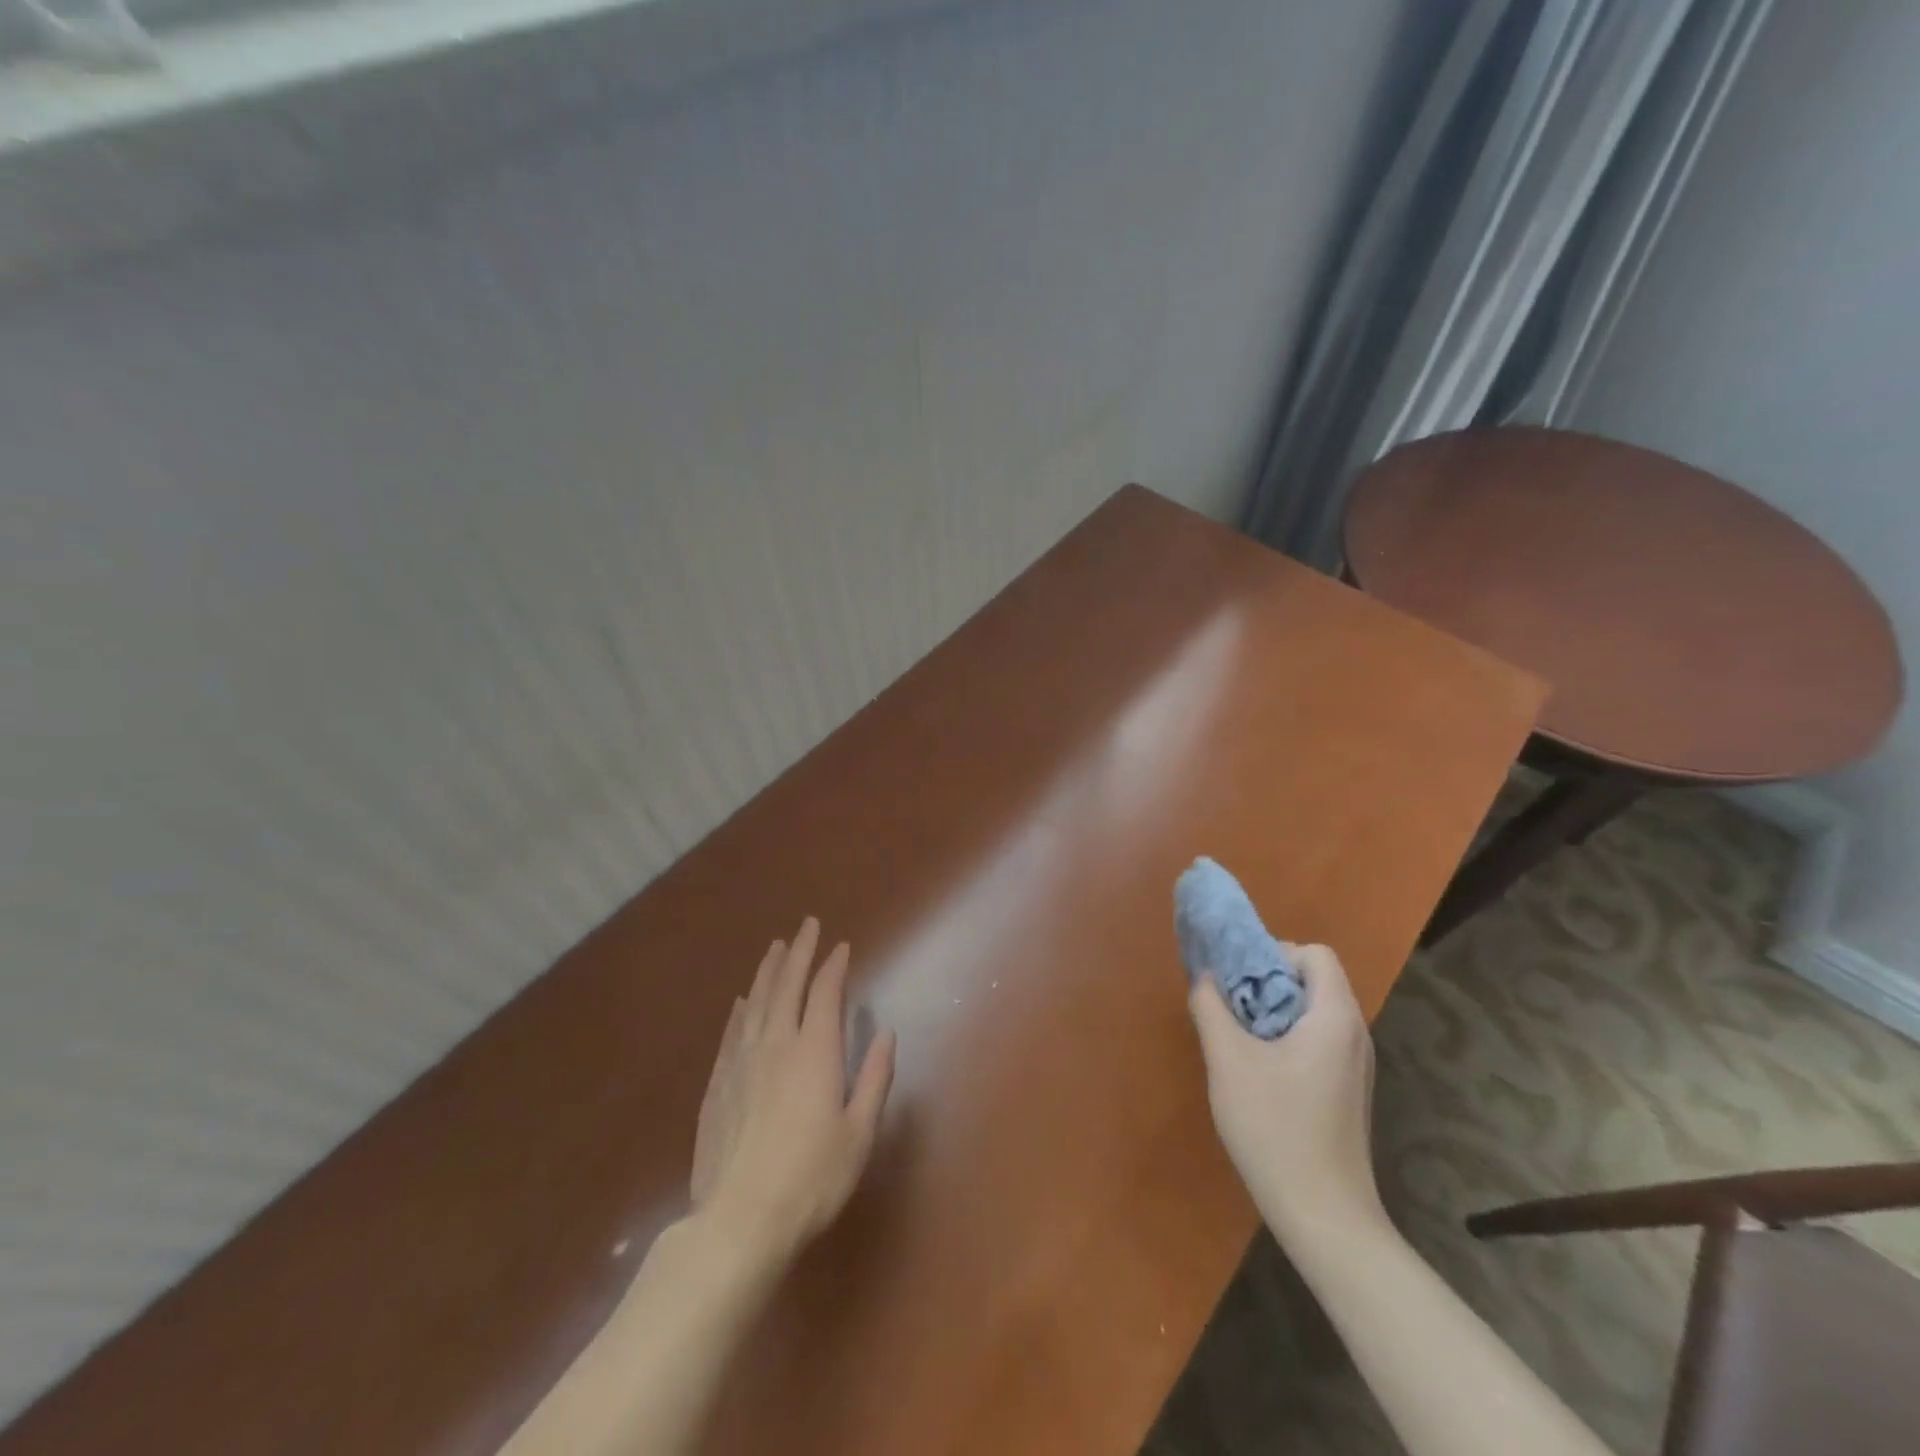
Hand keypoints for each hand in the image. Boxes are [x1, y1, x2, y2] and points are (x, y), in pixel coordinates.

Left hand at [690, 918, 896, 1268]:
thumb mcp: (859, 1133)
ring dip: (768, 971)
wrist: (739, 1221)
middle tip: (806, 926)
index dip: (833, 966)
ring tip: (776, 948)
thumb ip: (873, 1079)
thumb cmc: (812, 1179)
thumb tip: (886, 1034)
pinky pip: (731, 1033)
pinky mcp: (718, 1086)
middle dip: (799, 952)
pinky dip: (740, 1010)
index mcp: (813, 1052)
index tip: (841, 947)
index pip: (823, 993)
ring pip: (755, 1002)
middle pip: (786, 985)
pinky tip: (742, 1001)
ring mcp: (741, 1063)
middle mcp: (775, 1045)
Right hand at [1187, 943, 1382, 1245]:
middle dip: (1267, 981)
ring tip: (1237, 1036)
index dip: (1275, 953)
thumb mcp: (1229, 1061)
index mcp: (1334, 1017)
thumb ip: (1211, 1008)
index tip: (1240, 978)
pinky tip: (1258, 1072)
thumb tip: (1206, 977)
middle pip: (1313, 981)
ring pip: (1312, 1012)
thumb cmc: (1275, 1128)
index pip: (1315, 954)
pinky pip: (1316, 1041)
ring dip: (1273, 1011)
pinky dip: (1286, 1038)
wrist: (1324, 1216)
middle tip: (1229, 1004)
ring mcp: (1355, 1066)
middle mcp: (1354, 1034)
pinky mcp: (1347, 1091)